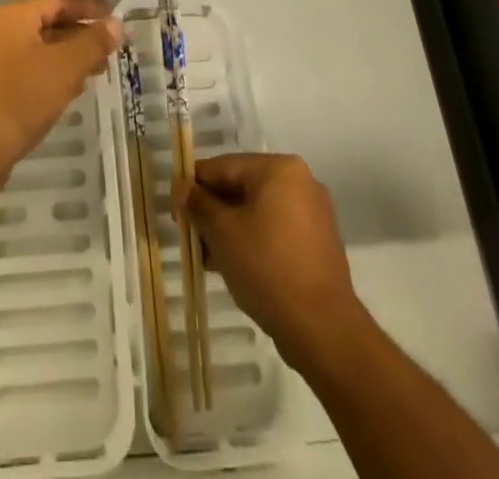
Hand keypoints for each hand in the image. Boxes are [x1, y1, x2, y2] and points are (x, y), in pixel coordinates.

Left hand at [0, 0, 121, 176]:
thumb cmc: (21, 97)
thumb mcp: (66, 67)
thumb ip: (93, 42)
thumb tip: (115, 23)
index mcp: (10, 15)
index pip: (55, 1)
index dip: (87, 7)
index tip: (112, 17)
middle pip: (43, 23)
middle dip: (78, 35)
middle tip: (107, 50)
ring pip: (33, 48)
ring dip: (64, 57)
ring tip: (93, 73)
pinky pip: (21, 68)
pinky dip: (46, 72)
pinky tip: (65, 91)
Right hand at [177, 153, 362, 368]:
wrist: (323, 330)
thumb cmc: (267, 268)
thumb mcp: (222, 232)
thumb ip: (197, 203)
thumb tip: (180, 186)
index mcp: (279, 168)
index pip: (223, 167)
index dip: (194, 187)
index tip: (175, 213)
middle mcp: (300, 181)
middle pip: (241, 188)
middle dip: (213, 212)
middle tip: (191, 238)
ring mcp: (312, 213)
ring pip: (257, 211)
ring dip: (230, 230)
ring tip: (208, 258)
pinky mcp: (317, 243)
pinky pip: (275, 231)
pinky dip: (252, 242)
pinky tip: (233, 267)